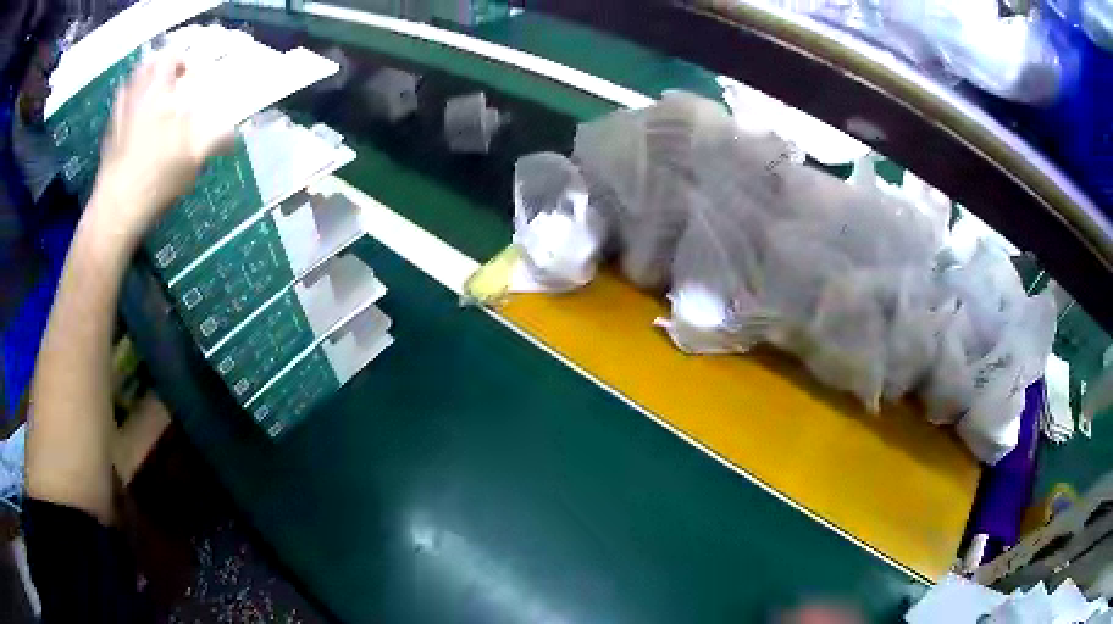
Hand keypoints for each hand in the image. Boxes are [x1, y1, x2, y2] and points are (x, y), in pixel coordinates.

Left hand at [86, 53, 233, 249]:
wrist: (115, 212)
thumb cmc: (156, 177)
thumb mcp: (193, 159)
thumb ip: (216, 139)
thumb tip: (234, 137)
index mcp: (157, 90)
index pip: (172, 56)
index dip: (185, 60)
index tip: (193, 76)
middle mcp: (135, 95)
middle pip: (148, 66)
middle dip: (162, 70)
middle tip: (173, 86)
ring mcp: (117, 116)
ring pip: (130, 85)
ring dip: (143, 86)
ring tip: (154, 103)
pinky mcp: (106, 137)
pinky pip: (119, 109)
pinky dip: (129, 108)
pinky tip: (136, 127)